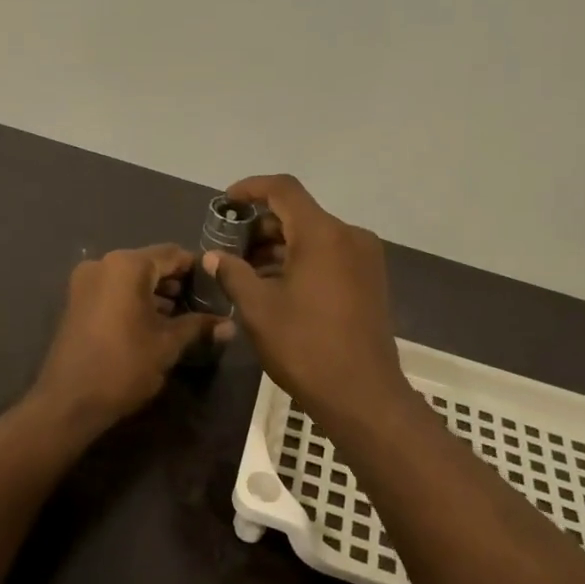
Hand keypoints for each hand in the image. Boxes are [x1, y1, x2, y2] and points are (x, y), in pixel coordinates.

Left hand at [30, 244, 232, 436]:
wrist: (69, 401)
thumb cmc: (124, 366)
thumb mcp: (168, 345)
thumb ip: (198, 326)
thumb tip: (230, 325)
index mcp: (127, 265)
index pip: (173, 254)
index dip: (198, 270)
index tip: (218, 287)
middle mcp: (103, 263)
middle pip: (150, 263)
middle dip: (177, 282)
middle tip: (203, 304)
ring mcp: (85, 281)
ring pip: (131, 277)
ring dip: (155, 292)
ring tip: (182, 316)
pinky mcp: (76, 300)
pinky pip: (113, 289)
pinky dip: (134, 299)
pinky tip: (153, 321)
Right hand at [206, 175, 412, 430]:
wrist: (362, 394)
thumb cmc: (305, 347)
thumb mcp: (258, 309)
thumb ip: (233, 273)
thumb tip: (214, 256)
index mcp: (323, 234)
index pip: (283, 190)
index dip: (251, 189)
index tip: (225, 203)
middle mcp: (349, 236)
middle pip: (299, 213)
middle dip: (261, 225)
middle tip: (230, 247)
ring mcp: (364, 258)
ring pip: (314, 236)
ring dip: (280, 245)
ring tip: (247, 270)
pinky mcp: (370, 280)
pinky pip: (330, 255)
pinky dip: (301, 260)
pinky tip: (276, 284)